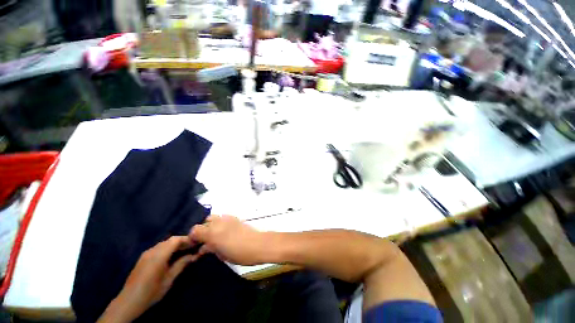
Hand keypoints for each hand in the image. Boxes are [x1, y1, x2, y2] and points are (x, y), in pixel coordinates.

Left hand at [98, 236, 197, 322]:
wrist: (128, 301)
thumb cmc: (151, 292)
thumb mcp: (169, 279)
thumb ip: (181, 265)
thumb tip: (194, 255)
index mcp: (159, 255)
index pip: (176, 240)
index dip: (187, 239)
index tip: (196, 243)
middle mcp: (152, 251)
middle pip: (170, 240)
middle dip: (182, 241)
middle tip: (192, 247)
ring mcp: (146, 253)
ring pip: (164, 243)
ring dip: (175, 245)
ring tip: (183, 251)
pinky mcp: (143, 257)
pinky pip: (158, 248)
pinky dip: (167, 248)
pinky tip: (171, 256)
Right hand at [189, 215, 268, 265]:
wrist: (258, 244)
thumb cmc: (239, 254)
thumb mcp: (221, 255)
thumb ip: (211, 249)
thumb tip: (204, 247)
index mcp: (212, 233)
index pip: (195, 230)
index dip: (192, 237)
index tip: (195, 244)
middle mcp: (218, 222)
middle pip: (204, 221)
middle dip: (203, 230)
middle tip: (206, 240)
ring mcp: (228, 218)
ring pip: (214, 217)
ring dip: (212, 225)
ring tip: (216, 234)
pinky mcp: (235, 217)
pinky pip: (223, 217)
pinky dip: (221, 222)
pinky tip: (225, 230)